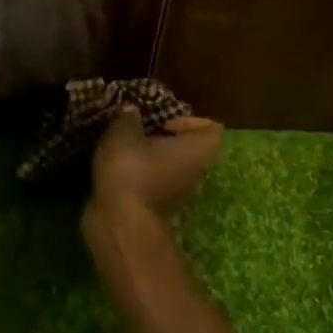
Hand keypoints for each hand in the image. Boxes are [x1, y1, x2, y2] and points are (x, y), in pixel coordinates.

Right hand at [90, 108, 225, 220]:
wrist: (120, 222)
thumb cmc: (131, 169)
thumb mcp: (123, 132)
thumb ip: (129, 118)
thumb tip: (131, 111)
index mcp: (197, 150)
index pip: (212, 129)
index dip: (191, 121)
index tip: (165, 122)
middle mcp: (197, 172)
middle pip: (192, 149)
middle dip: (169, 138)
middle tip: (144, 131)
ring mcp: (181, 194)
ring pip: (174, 167)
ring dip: (155, 157)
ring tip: (130, 148)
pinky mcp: (161, 207)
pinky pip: (159, 182)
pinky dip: (145, 174)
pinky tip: (122, 168)